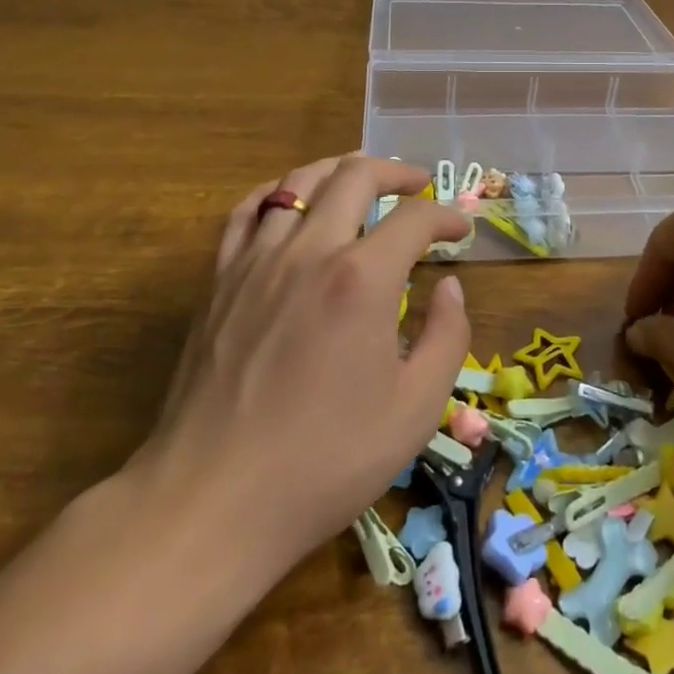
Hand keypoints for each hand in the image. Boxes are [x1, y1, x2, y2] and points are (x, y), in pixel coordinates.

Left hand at [130, 155, 471, 568]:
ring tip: (361, 181)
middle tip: (418, 185)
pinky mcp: (219, 281)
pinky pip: (245, 212)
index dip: (446, 216)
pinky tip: (289, 203)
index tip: (460, 230)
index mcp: (363, 279)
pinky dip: (275, 193)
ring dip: (338, 172)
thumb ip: (447, 337)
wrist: (213, 501)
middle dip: (396, 172)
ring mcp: (256, 261)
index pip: (414, 218)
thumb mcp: (415, 410)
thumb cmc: (326, 461)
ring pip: (298, 182)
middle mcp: (309, 251)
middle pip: (354, 176)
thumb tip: (450, 287)